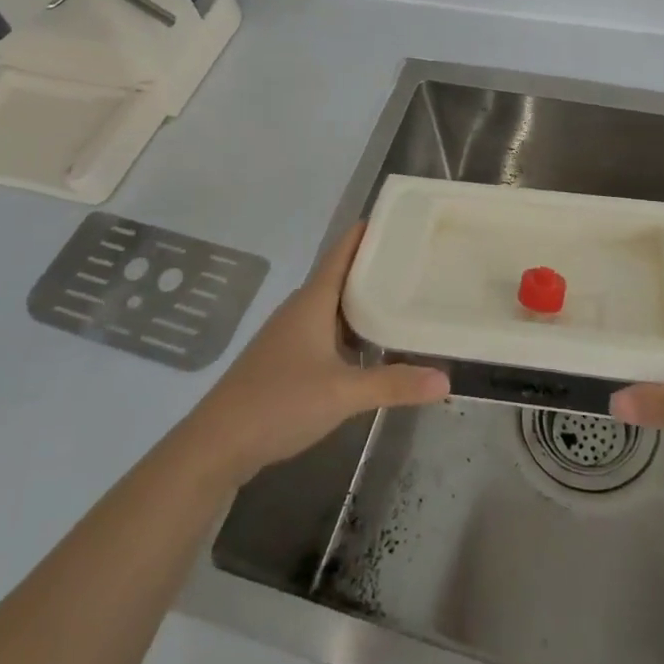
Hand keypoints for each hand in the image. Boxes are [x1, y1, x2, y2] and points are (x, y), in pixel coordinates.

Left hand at [179, 223, 449, 487]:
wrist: (217, 444)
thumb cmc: (279, 402)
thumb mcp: (343, 394)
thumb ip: (394, 384)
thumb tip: (446, 379)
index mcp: (312, 302)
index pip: (341, 252)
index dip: (365, 233)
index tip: (398, 219)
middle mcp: (300, 310)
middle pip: (340, 277)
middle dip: (373, 268)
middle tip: (415, 260)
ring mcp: (288, 336)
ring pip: (332, 308)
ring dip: (361, 302)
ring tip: (400, 299)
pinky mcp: (284, 361)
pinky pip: (324, 332)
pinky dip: (349, 331)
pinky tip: (368, 349)